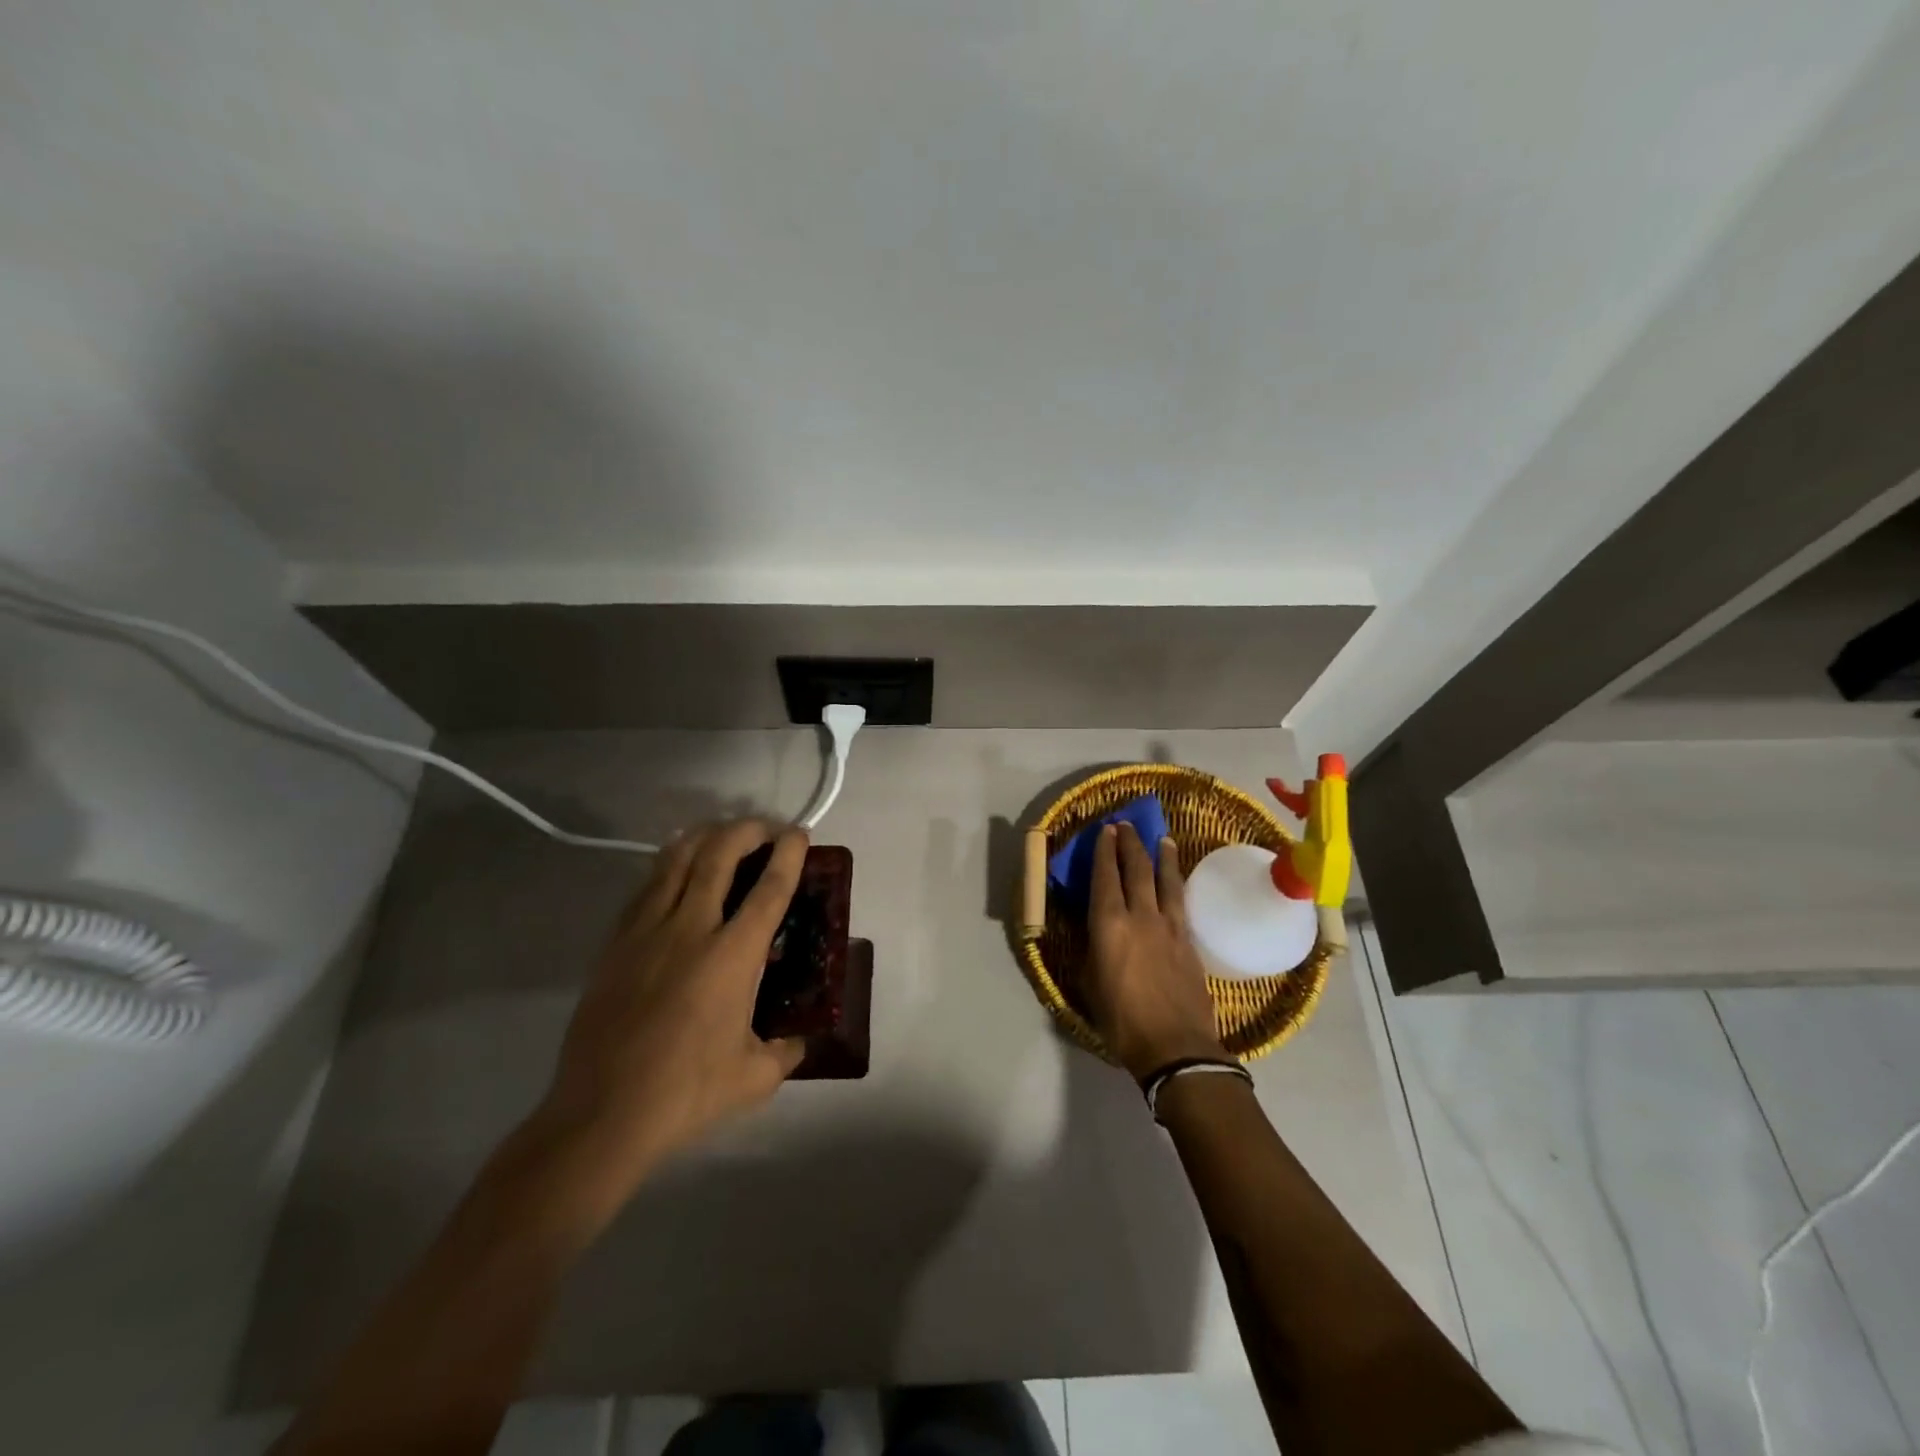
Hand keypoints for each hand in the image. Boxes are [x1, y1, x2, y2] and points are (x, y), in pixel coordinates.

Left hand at [533, 820, 809, 1195]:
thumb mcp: (755, 1078)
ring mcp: (646, 932)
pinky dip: (668, 867)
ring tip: (721, 836)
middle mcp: (690, 929)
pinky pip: (645, 888)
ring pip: (675, 860)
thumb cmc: (686, 1094)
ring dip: (704, 837)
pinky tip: (676, 872)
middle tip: (764, 829)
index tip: (798, 834)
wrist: (602, 1114)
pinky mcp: (615, 944)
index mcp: (732, 956)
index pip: (769, 889)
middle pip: (719, 854)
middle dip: (747, 830)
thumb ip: (785, 1051)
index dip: (788, 854)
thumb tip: (799, 1040)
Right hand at [1084, 823, 1227, 1080]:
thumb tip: (1095, 932)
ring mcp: (1169, 926)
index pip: (1106, 876)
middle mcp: (1140, 916)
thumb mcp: (1090, 983)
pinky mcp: (1189, 940)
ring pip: (1165, 880)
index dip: (1105, 851)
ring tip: (1161, 839)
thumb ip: (1093, 949)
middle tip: (1127, 825)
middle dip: (1131, 844)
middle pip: (1137, 869)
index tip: (1106, 830)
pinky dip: (1176, 883)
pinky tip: (1175, 880)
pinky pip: (1180, 901)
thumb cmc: (1121, 1020)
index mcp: (1109, 924)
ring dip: (1161, 856)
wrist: (1175, 1046)